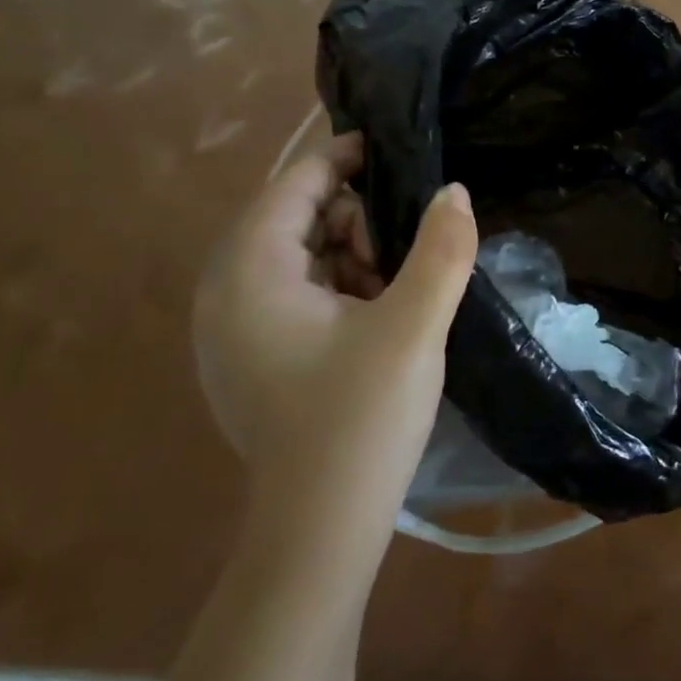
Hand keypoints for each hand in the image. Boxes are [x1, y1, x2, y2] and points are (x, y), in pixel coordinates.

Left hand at [193, 130, 477, 526]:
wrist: (321, 529)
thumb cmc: (361, 418)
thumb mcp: (413, 327)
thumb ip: (441, 250)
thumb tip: (455, 191)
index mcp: (249, 273)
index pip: (293, 185)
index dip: (344, 158)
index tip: (394, 151)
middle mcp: (225, 293)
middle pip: (295, 219)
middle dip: (355, 223)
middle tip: (402, 259)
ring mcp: (232, 331)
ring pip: (300, 259)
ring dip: (352, 259)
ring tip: (395, 295)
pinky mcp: (250, 360)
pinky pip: (295, 297)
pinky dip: (338, 292)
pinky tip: (376, 323)